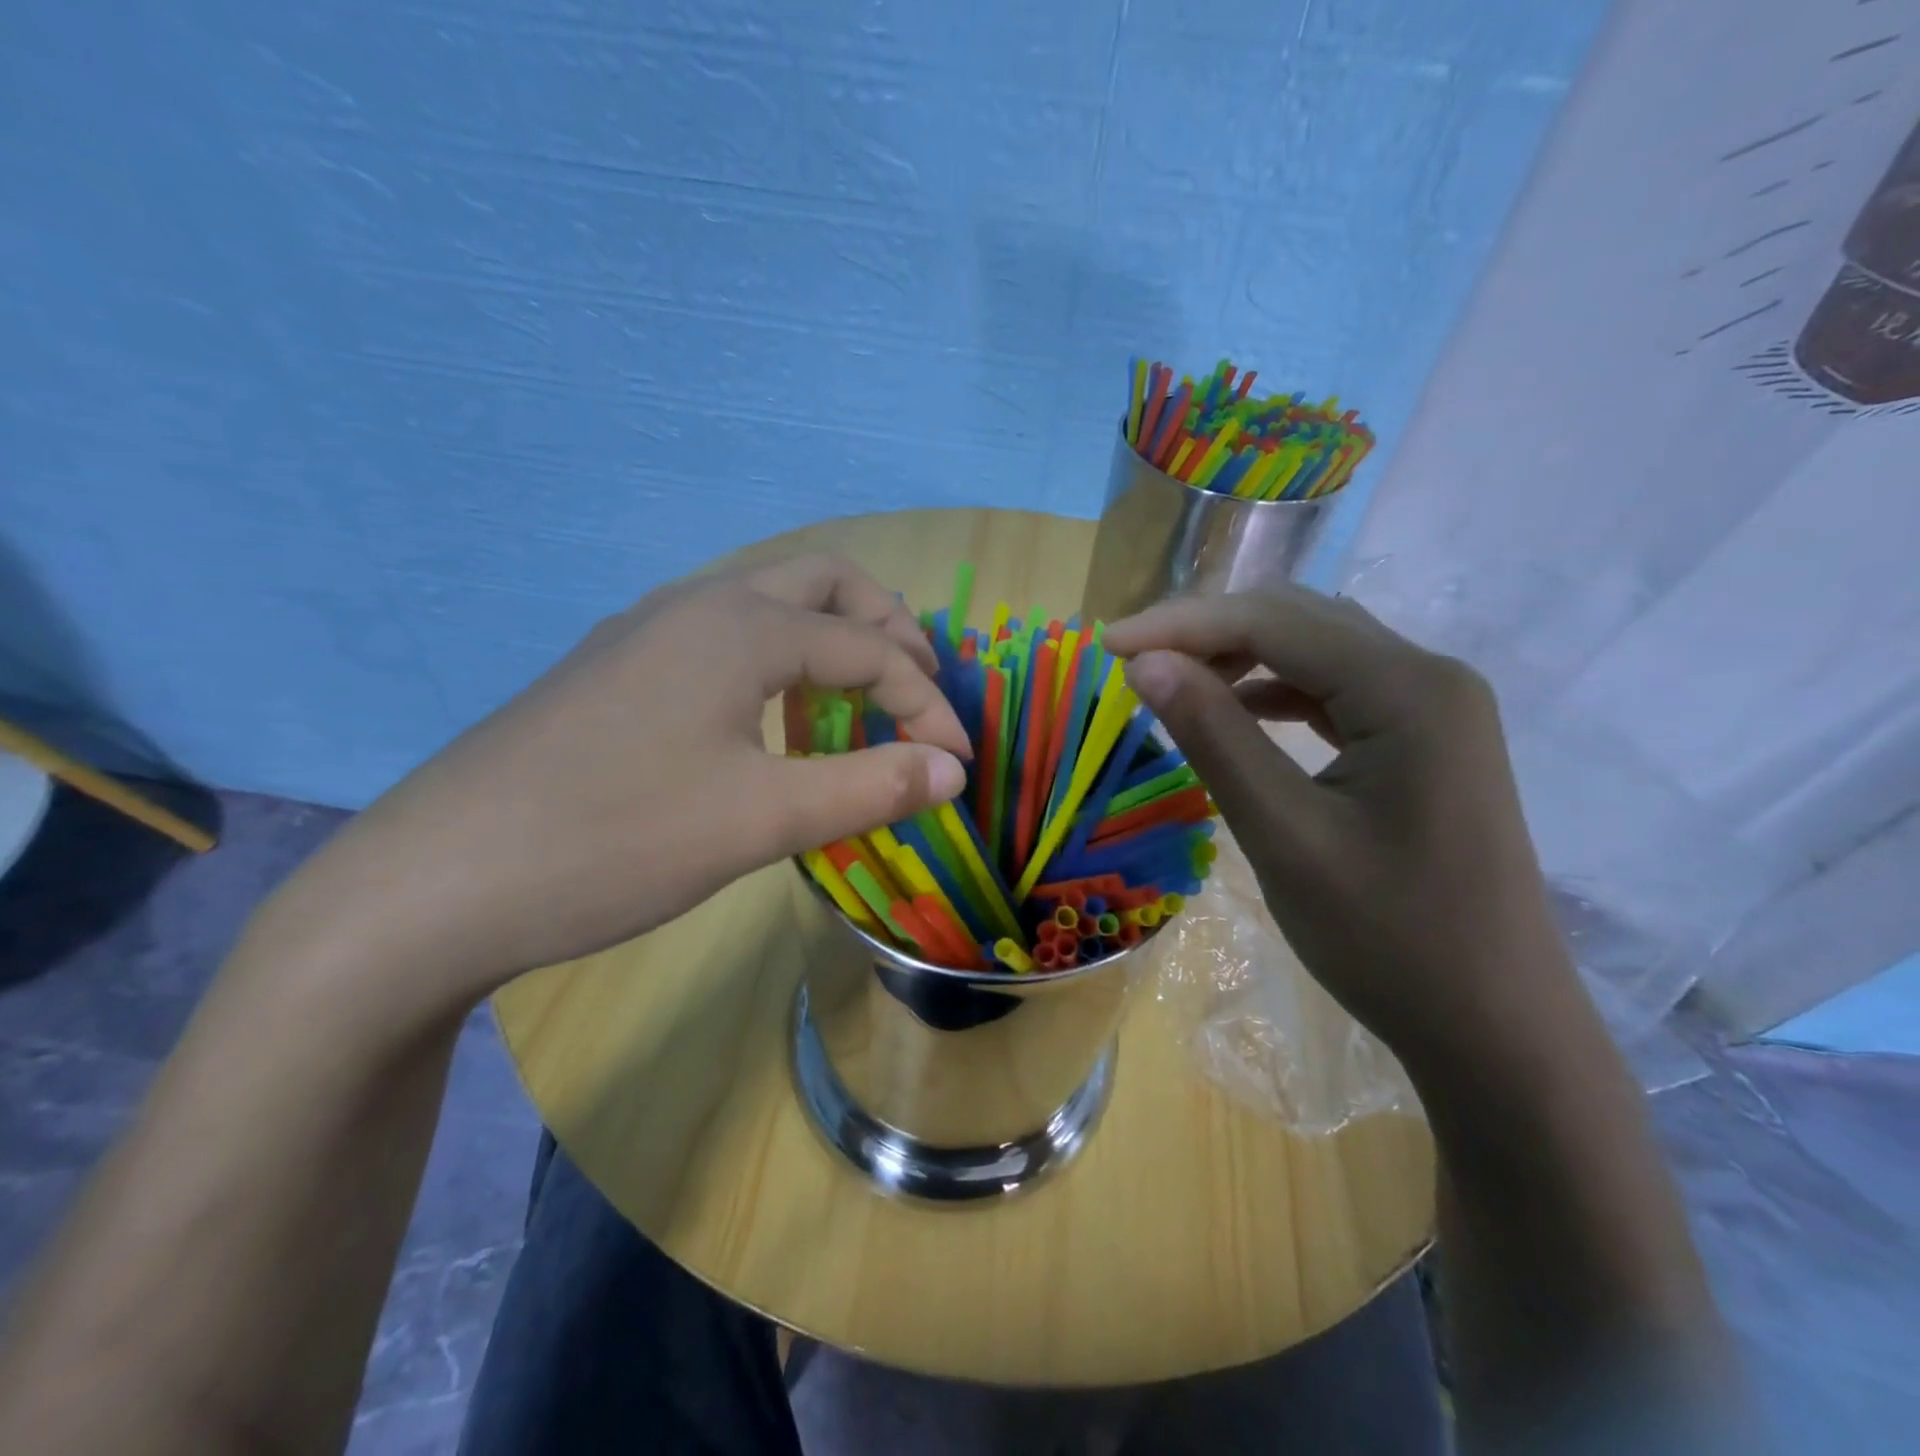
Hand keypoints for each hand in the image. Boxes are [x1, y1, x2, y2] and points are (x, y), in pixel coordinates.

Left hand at [262, 555, 969, 1013]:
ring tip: (860, 699)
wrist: (436, 882)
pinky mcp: (616, 667)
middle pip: (823, 582)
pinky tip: (771, 717)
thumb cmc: (615, 840)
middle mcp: (696, 604)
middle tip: (920, 689)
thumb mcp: (761, 820)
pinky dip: (777, 659)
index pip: (871, 649)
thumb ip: (870, 786)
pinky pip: (723, 635)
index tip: (959, 765)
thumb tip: (954, 771)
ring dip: (830, 637)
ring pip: (767, 602)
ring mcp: (646, 631)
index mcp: (739, 625)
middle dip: (888, 628)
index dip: (928, 705)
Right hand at [1103, 587, 1592, 1076]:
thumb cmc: (1389, 938)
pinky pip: (1337, 691)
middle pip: (1299, 621)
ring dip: (1240, 657)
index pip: (1274, 621)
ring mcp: (1434, 709)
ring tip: (1173, 683)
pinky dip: (1276, 691)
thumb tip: (1145, 664)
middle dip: (1208, 632)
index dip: (1181, 625)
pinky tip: (1238, 712)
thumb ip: (1213, 736)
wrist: (1495, 1028)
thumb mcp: (1284, 834)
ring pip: (1317, 651)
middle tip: (1133, 662)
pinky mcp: (1424, 742)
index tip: (1107, 647)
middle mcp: (1429, 677)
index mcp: (1408, 689)